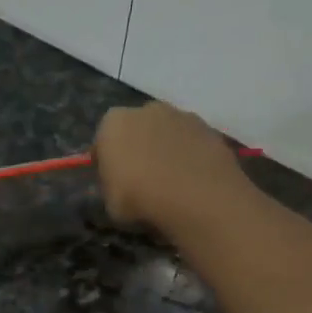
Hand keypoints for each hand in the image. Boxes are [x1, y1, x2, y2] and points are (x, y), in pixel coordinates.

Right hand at [93, 100, 249, 231]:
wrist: (196, 197)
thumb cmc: (140, 198)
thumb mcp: (109, 203)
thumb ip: (109, 186)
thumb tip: (115, 183)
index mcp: (113, 123)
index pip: (102, 140)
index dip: (106, 161)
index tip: (111, 181)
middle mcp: (146, 110)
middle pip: (136, 129)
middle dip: (137, 148)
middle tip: (141, 179)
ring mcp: (181, 115)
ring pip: (166, 133)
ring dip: (165, 150)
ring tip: (170, 182)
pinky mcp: (209, 128)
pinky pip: (190, 143)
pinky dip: (189, 156)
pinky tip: (190, 181)